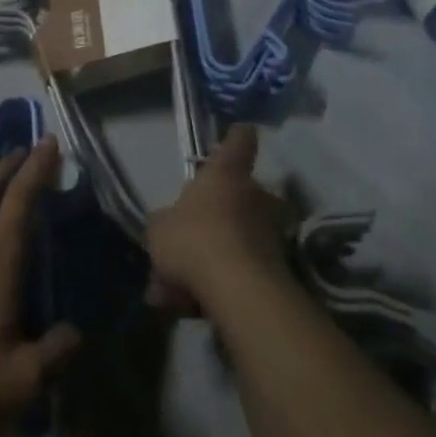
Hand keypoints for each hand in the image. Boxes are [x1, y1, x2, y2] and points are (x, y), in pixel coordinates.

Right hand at [146, 125, 294, 317]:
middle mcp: (254, 197)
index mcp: (225, 175)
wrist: (238, 291)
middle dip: (217, 214)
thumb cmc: (194, 240)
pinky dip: (217, 285)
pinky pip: (239, 272)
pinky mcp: (277, 270)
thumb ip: (164, 223)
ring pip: (235, 239)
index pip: (238, 143)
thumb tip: (169, 226)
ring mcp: (270, 233)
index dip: (237, 136)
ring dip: (211, 257)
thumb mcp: (159, 228)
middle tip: (187, 237)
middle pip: (238, 196)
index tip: (241, 129)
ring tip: (174, 288)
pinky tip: (187, 307)